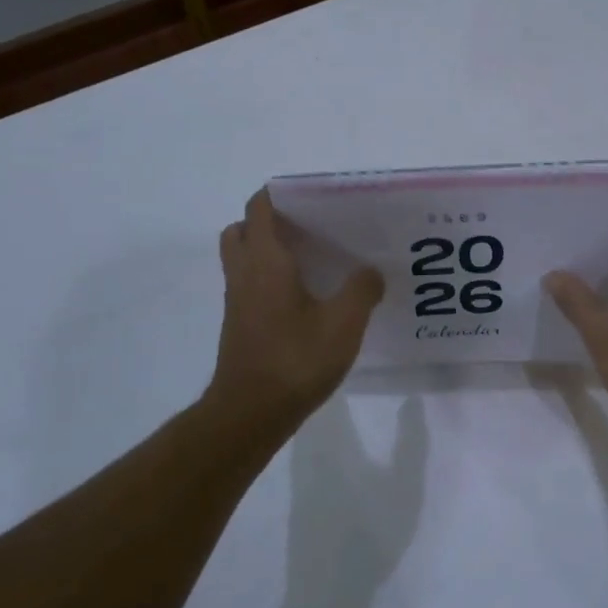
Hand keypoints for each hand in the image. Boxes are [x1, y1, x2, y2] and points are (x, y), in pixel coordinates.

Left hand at [206, 190, 384, 431]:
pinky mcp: (239, 324)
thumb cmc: (296, 360)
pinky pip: (248, 285)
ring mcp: (237, 301)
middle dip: (268, 221)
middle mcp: (244, 274)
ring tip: (309, 261)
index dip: (279, 195)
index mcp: (266, 262)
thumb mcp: (343, 324)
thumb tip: (370, 271)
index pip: (259, 209)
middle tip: (306, 229)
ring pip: (242, 259)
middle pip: (242, 230)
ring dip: (266, 251)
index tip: (311, 198)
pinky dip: (268, 279)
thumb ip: (362, 290)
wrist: (251, 412)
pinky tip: (304, 298)